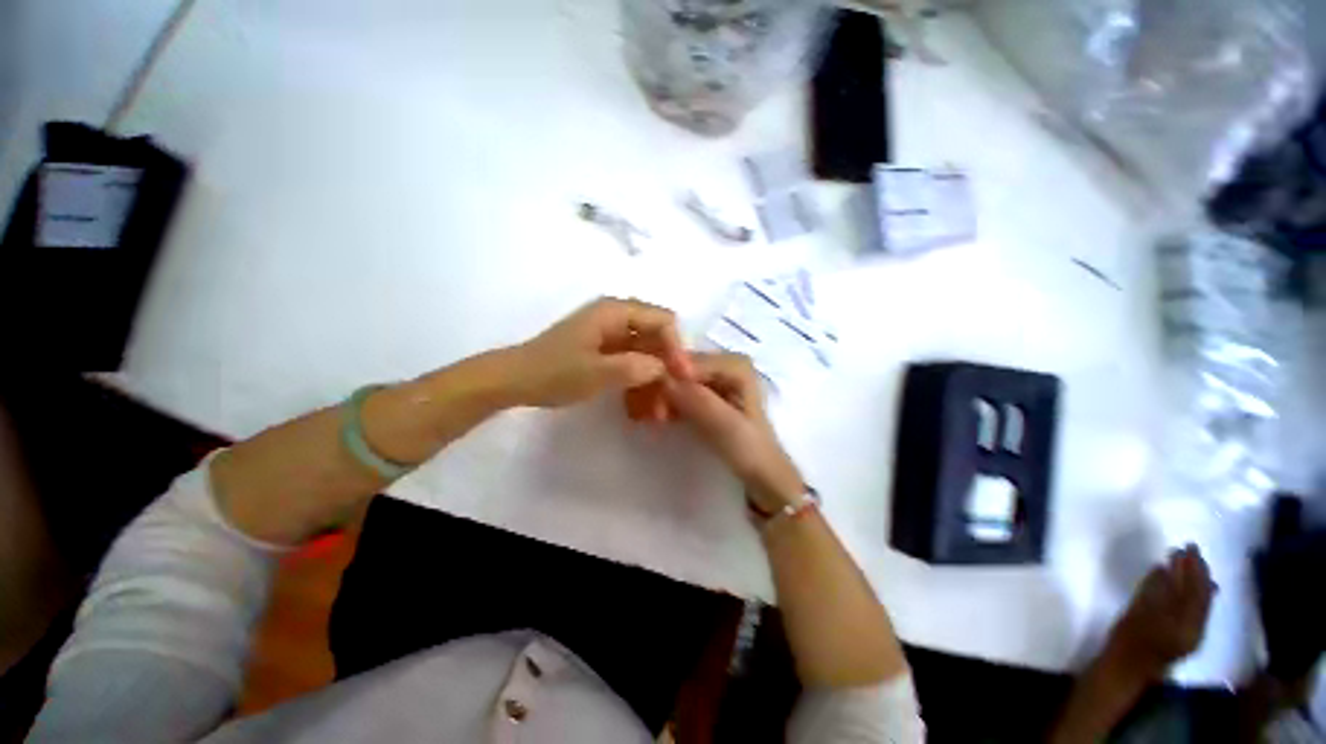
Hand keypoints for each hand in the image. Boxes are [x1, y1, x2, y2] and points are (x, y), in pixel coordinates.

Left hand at [510, 297, 691, 407]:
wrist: (514, 381)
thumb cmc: (552, 372)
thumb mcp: (596, 372)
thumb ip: (635, 367)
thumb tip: (665, 368)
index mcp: (615, 311)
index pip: (663, 321)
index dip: (675, 347)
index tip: (680, 378)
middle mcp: (616, 317)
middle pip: (656, 337)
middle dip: (666, 367)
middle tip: (669, 401)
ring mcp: (609, 334)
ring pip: (646, 353)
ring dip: (653, 379)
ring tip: (655, 412)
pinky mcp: (604, 351)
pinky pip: (632, 362)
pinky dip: (639, 382)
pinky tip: (639, 406)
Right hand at [662, 352, 803, 512]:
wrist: (762, 475)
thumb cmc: (750, 451)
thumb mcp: (726, 427)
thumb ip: (698, 401)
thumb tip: (664, 380)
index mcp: (736, 365)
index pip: (691, 362)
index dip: (669, 379)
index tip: (656, 408)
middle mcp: (724, 364)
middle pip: (682, 367)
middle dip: (664, 388)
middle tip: (653, 416)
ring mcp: (716, 378)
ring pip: (678, 379)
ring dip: (664, 397)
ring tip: (654, 419)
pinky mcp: (708, 393)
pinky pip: (681, 390)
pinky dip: (669, 402)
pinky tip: (660, 418)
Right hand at [1105, 544, 1215, 681]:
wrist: (1126, 668)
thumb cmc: (1129, 638)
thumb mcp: (1138, 612)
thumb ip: (1153, 590)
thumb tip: (1164, 566)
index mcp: (1187, 622)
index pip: (1196, 589)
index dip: (1194, 567)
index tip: (1188, 546)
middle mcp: (1197, 626)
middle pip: (1202, 595)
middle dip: (1198, 572)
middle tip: (1191, 549)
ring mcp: (1193, 632)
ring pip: (1201, 602)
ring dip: (1197, 581)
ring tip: (1191, 563)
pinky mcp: (1187, 635)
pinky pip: (1197, 610)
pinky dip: (1194, 595)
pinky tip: (1189, 586)